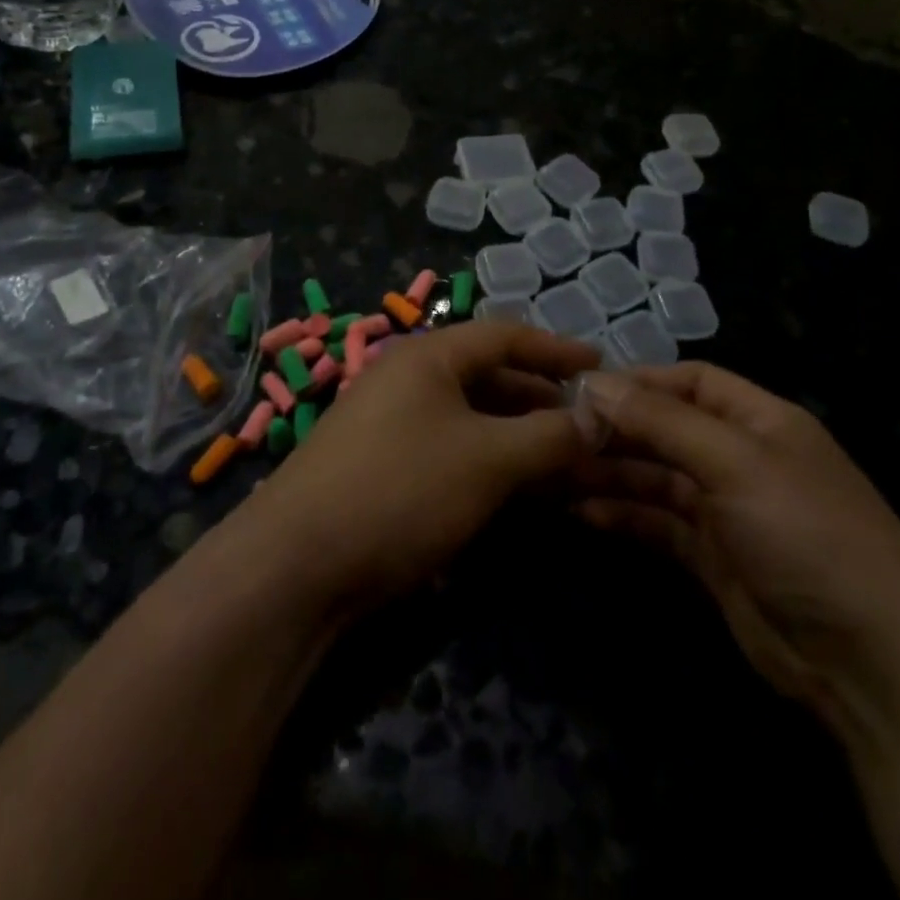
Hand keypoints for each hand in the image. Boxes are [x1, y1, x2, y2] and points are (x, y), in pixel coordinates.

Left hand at [236, 323, 599, 615]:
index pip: (504, 335)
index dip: (556, 348)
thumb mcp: (488, 458)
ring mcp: (391, 423)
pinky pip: (450, 449)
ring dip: (517, 436)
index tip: (601, 365)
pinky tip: (516, 491)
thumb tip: (599, 417)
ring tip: (564, 462)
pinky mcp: (383, 466)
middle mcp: (407, 379)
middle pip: (488, 376)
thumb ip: (549, 435)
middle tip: (590, 425)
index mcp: (428, 357)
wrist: (298, 564)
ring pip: (470, 418)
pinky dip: (487, 462)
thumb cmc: (401, 489)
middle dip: (541, 399)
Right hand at [568, 364, 899, 731]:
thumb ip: (662, 421)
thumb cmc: (806, 536)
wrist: (871, 664)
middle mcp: (740, 457)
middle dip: (613, 429)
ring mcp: (726, 510)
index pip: (689, 381)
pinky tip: (582, 513)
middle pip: (665, 428)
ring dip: (608, 472)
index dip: (637, 381)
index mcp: (759, 420)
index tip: (579, 390)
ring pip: (655, 476)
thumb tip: (594, 384)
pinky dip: (622, 515)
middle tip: (552, 435)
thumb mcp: (735, 463)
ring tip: (553, 473)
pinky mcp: (711, 558)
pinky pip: (657, 522)